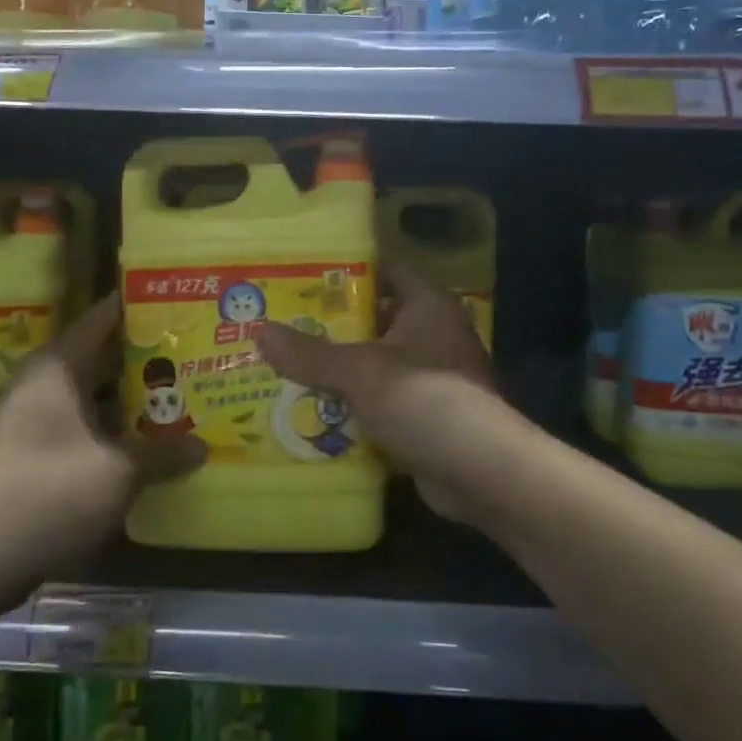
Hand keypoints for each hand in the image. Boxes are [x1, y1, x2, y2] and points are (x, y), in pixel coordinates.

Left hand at [0, 295, 202, 615]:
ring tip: (169, 394)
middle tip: (183, 352)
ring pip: (85, 392)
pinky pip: (73, 421)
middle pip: (95, 356)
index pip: (99, 320)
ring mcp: (26, 417)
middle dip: (137, 356)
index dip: (134, 309)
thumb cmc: (53, 493)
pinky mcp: (24, 449)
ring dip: (123, 395)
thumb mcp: (120, 472)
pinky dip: (104, 423)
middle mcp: (38, 382)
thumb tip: (201, 447)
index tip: (170, 303)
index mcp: (56, 369)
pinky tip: (136, 437)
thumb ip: (163, 454)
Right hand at [255, 262, 497, 521]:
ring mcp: (432, 376)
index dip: (348, 268)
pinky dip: (353, 404)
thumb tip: (260, 332)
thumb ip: (310, 353)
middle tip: (283, 321)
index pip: (386, 268)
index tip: (303, 273)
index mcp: (427, 305)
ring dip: (339, 367)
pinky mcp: (427, 415)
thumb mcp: (360, 371)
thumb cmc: (424, 399)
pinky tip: (313, 409)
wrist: (481, 472)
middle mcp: (433, 333)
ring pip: (376, 362)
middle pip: (376, 317)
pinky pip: (381, 399)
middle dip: (332, 323)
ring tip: (286, 363)